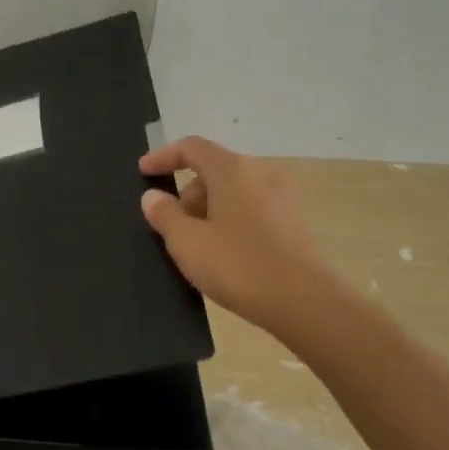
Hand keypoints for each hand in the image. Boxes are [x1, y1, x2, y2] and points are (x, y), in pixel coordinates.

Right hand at [139, 136, 328, 333]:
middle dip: (187, 194)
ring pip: (233, 191)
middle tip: (172, 228)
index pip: (192, 147)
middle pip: (214, 170)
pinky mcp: (294, 221)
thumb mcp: (187, 242)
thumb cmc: (238, 266)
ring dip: (209, 210)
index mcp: (233, 170)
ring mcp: (282, 196)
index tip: (143, 172)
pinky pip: (252, 209)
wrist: (305, 302)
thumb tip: (153, 197)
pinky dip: (231, 221)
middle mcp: (261, 173)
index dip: (164, 156)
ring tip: (198, 247)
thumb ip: (165, 215)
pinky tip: (225, 255)